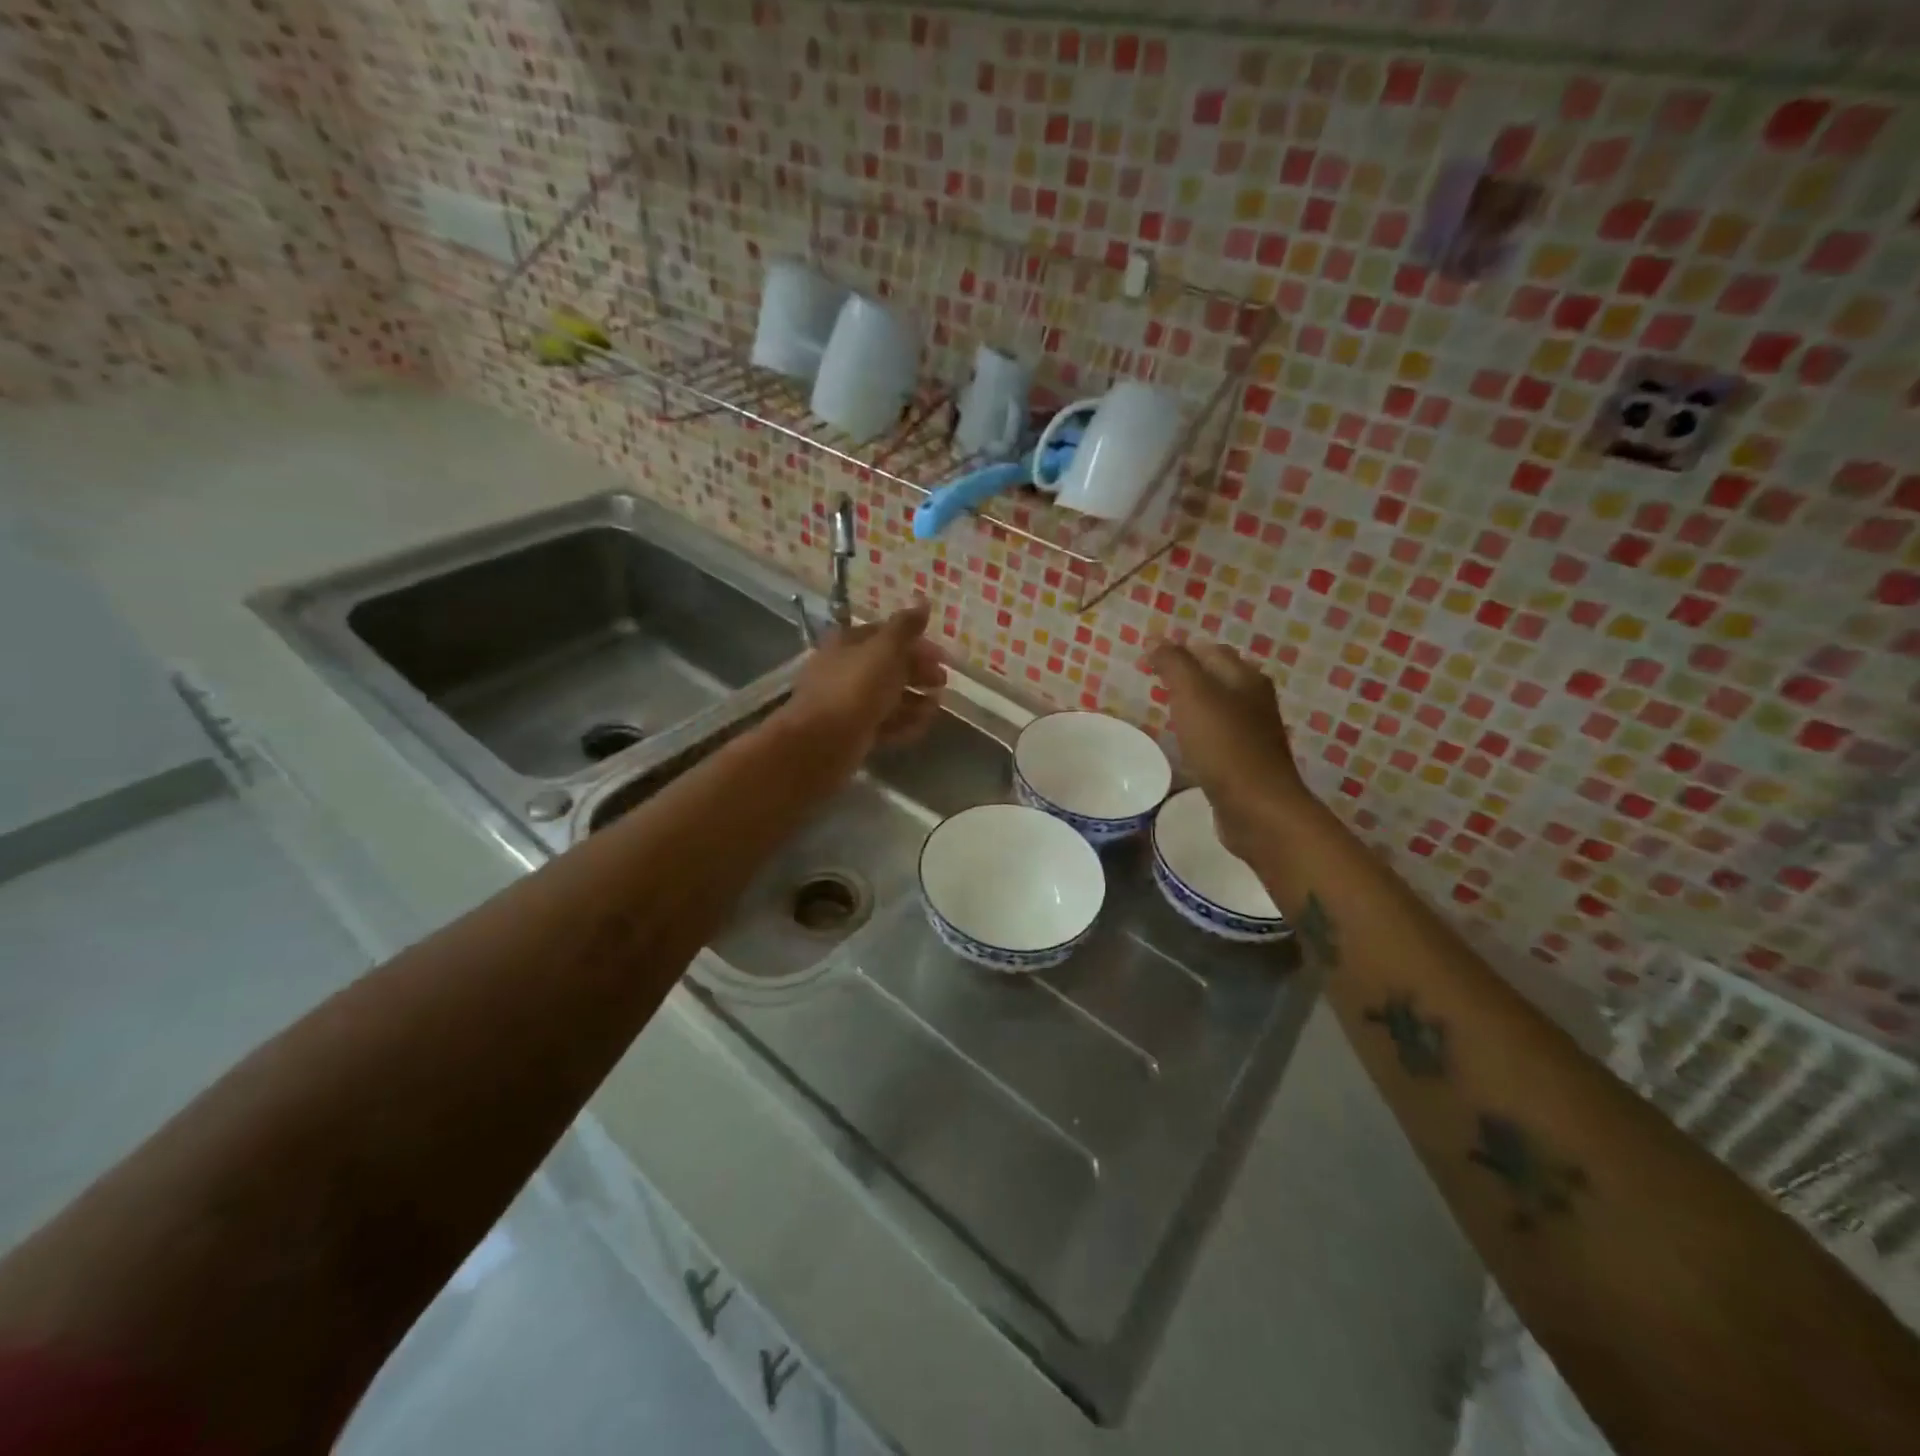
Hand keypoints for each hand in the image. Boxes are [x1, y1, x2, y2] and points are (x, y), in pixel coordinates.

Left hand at [778, 601, 947, 773]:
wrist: (823, 741)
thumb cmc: (856, 687)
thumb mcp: (885, 649)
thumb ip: (906, 627)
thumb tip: (923, 601)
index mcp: (848, 643)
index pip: (885, 635)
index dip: (915, 642)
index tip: (941, 656)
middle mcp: (845, 670)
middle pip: (888, 667)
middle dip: (918, 673)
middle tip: (942, 682)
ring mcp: (848, 703)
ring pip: (887, 697)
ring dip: (914, 701)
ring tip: (934, 708)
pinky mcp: (853, 732)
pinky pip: (883, 723)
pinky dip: (902, 723)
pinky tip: (920, 727)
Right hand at [1148, 640, 1309, 854]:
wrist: (1258, 808)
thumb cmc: (1224, 746)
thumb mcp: (1193, 696)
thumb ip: (1173, 664)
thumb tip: (1156, 638)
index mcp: (1245, 678)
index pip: (1209, 650)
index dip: (1178, 649)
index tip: (1146, 658)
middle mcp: (1254, 700)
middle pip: (1218, 676)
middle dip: (1188, 673)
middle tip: (1153, 679)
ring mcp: (1253, 732)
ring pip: (1219, 706)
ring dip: (1195, 702)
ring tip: (1165, 707)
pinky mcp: (1246, 761)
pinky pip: (1219, 735)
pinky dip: (1201, 730)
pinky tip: (1186, 741)